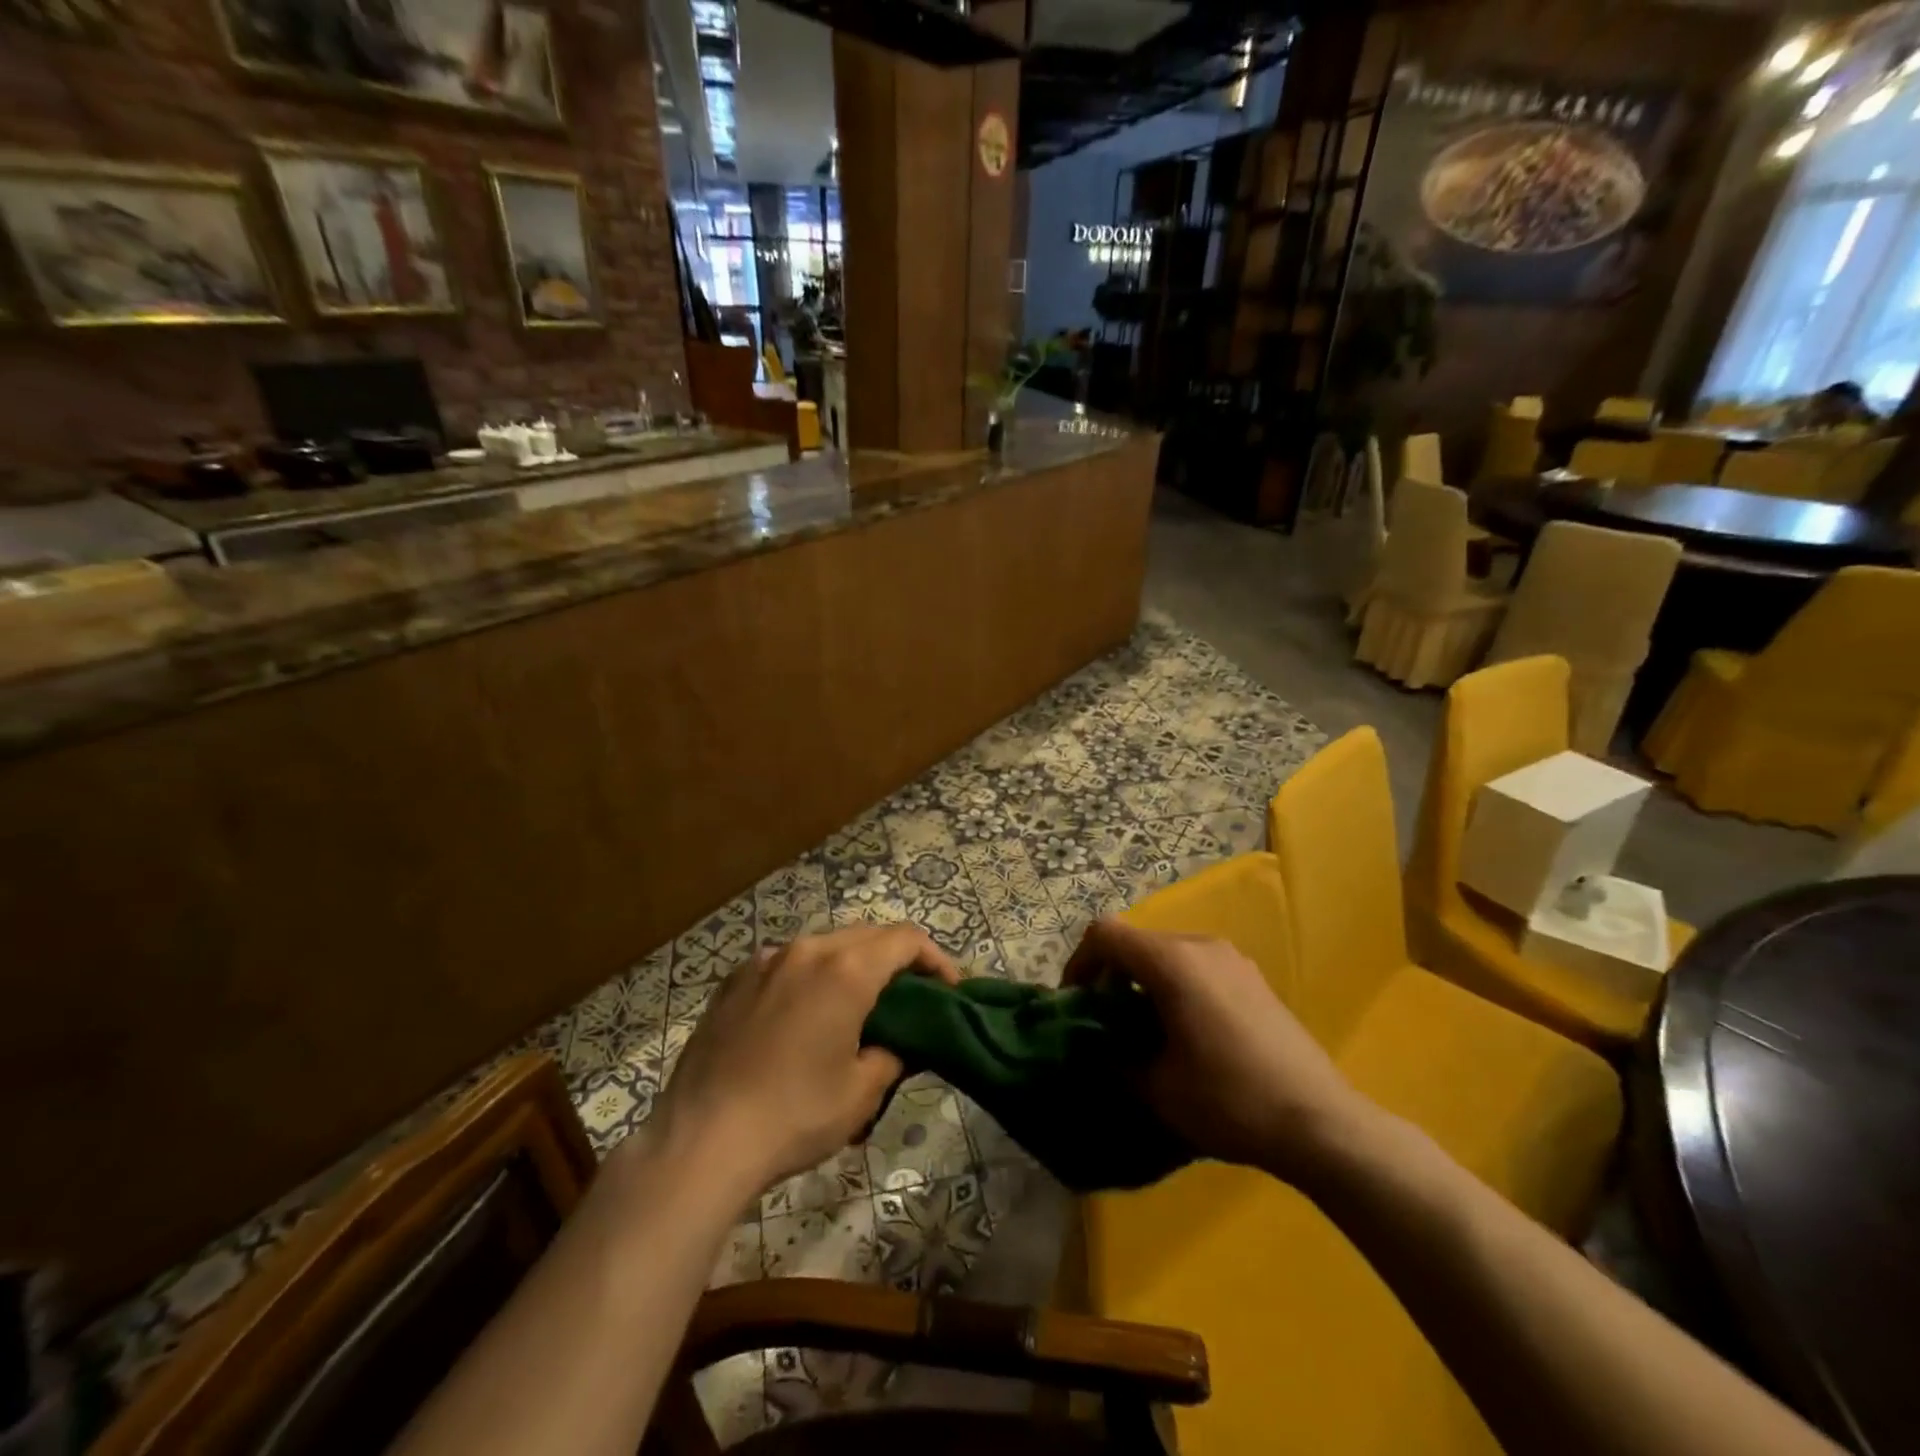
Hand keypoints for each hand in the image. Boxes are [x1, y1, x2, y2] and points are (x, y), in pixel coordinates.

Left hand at [650, 926, 959, 1198]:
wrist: (701, 1140)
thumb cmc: (794, 1115)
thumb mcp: (861, 1092)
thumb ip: (893, 1054)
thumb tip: (897, 1043)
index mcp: (845, 970)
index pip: (905, 940)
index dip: (935, 958)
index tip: (948, 990)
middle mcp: (806, 950)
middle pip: (866, 936)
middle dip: (895, 959)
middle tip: (910, 998)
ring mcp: (764, 961)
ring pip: (824, 947)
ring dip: (851, 965)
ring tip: (857, 1006)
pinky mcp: (734, 981)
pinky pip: (786, 964)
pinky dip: (809, 977)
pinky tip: (804, 1016)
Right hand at [1064, 917, 1370, 1182]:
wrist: (1320, 1122)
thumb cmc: (1229, 1100)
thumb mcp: (1156, 1087)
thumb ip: (1114, 1057)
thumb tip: (1096, 1045)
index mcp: (1172, 961)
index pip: (1105, 933)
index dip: (1079, 962)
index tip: (1076, 1003)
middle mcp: (1200, 945)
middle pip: (1137, 941)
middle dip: (1111, 974)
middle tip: (1106, 1021)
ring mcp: (1232, 958)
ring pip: (1167, 952)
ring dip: (1144, 980)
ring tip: (1145, 1029)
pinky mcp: (1253, 977)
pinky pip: (1197, 965)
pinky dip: (1175, 984)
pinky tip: (1188, 1031)